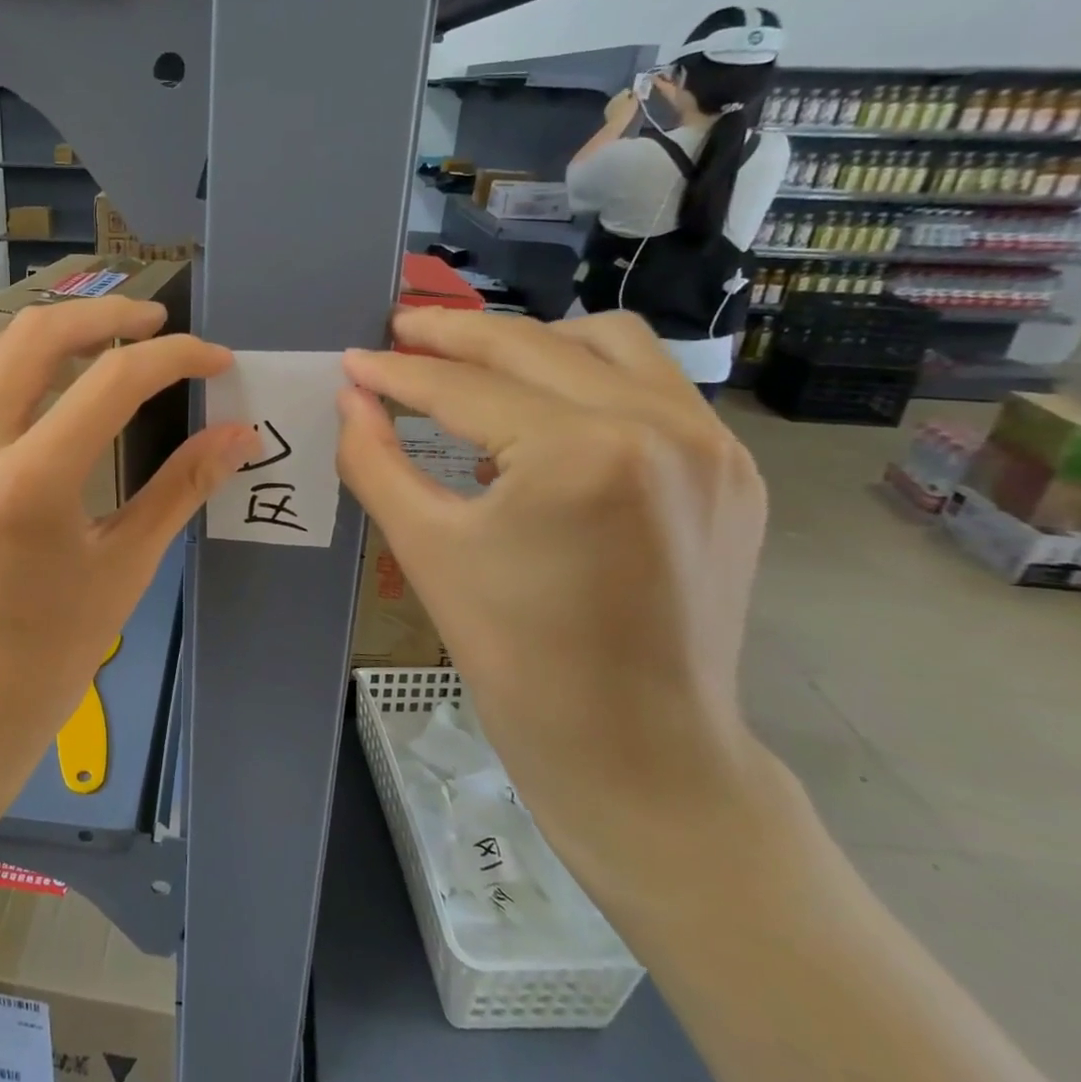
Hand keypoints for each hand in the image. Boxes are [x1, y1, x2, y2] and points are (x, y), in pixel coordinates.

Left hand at [0, 297, 257, 804]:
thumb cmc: (51, 654)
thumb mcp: (126, 567)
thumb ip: (183, 488)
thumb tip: (240, 435)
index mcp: (31, 484)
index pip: (114, 381)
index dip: (176, 357)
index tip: (213, 359)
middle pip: (39, 335)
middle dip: (108, 315)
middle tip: (154, 323)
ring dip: (50, 336)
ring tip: (97, 349)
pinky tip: (29, 392)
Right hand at [336, 308, 776, 897]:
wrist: (635, 747)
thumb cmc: (516, 656)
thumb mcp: (426, 549)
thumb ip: (374, 459)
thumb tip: (349, 397)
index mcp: (582, 453)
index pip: (465, 388)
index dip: (397, 373)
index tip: (351, 359)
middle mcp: (660, 425)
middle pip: (533, 346)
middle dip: (453, 336)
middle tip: (398, 334)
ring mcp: (710, 443)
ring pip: (606, 344)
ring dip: (531, 343)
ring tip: (475, 365)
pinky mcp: (731, 468)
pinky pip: (652, 385)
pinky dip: (587, 377)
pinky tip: (544, 411)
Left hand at [603, 87, 638, 127]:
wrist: (615, 124)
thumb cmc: (627, 112)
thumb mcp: (635, 102)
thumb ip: (635, 96)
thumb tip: (635, 92)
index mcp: (621, 94)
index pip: (627, 90)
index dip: (632, 94)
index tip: (635, 99)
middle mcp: (614, 97)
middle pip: (621, 96)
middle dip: (625, 99)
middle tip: (630, 105)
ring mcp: (609, 104)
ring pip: (616, 102)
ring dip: (620, 104)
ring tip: (624, 110)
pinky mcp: (606, 111)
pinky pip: (613, 108)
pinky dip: (616, 109)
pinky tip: (619, 114)